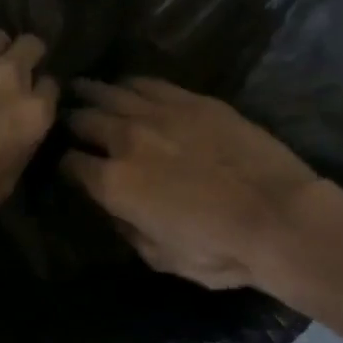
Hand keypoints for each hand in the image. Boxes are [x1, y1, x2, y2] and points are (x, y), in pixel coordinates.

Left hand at [0, 24, 58, 251]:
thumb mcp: (2, 185)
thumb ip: (20, 148)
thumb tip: (19, 133)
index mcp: (33, 115)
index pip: (50, 86)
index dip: (36, 91)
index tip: (23, 99)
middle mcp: (12, 77)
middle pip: (30, 47)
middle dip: (22, 57)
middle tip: (5, 72)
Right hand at [61, 78, 319, 289]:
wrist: (279, 217)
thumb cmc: (219, 251)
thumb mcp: (160, 258)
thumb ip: (128, 230)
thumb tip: (115, 210)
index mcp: (114, 183)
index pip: (70, 164)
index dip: (62, 164)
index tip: (65, 164)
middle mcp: (127, 140)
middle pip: (84, 119)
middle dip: (71, 121)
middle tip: (67, 120)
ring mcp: (160, 114)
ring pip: (112, 92)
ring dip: (92, 93)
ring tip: (82, 89)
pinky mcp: (193, 101)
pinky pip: (150, 83)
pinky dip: (131, 84)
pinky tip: (127, 85)